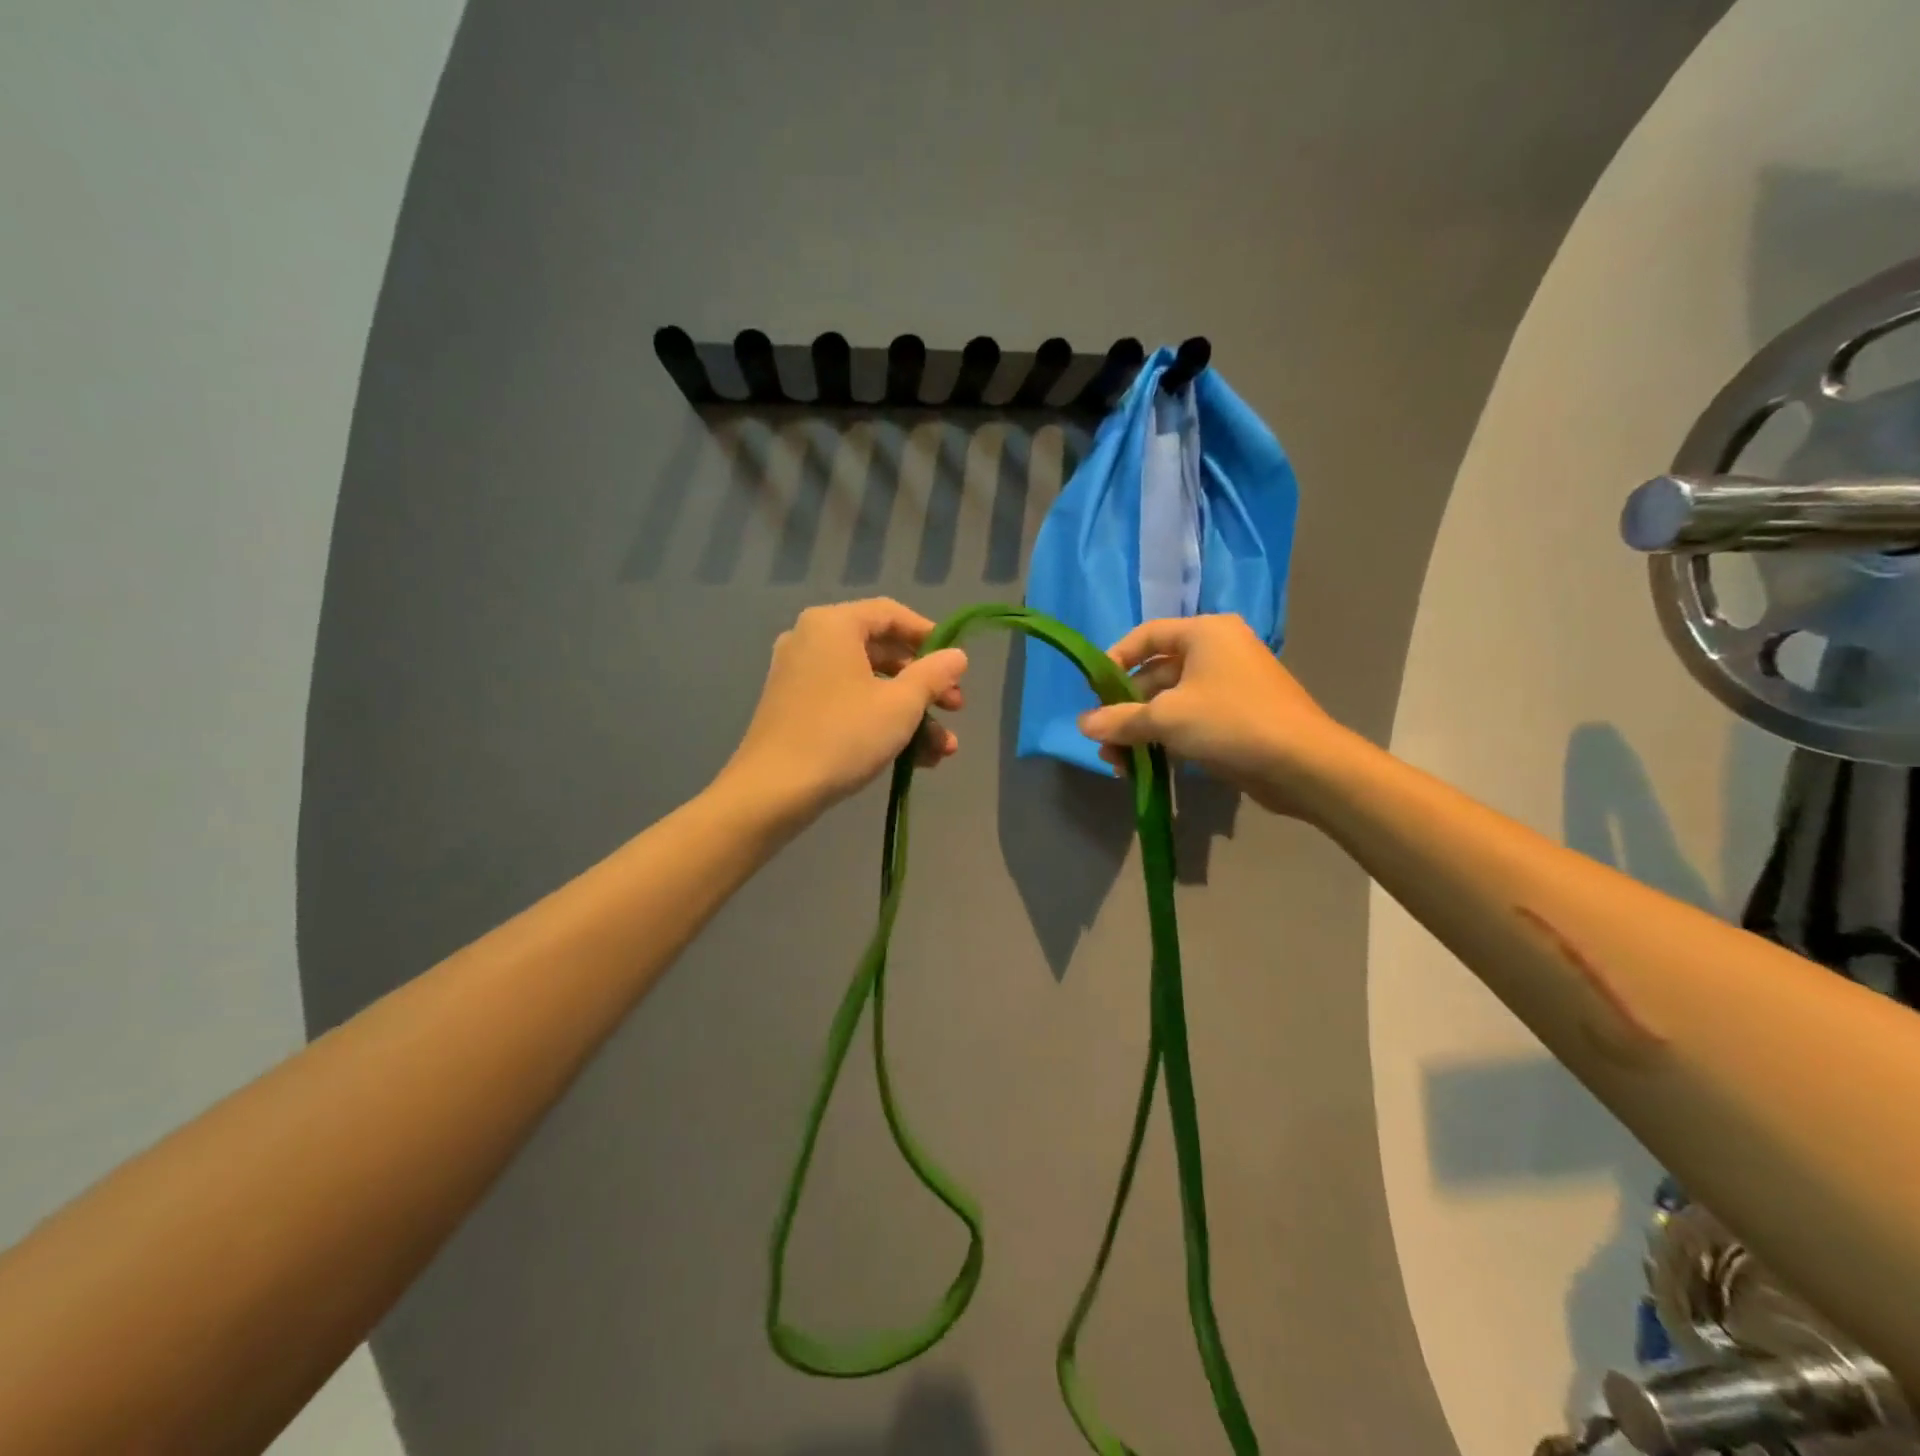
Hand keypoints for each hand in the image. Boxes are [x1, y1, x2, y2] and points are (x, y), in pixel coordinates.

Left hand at [721, 599, 966, 817]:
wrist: (773, 791)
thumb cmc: (843, 736)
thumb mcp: (901, 705)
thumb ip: (934, 675)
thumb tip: (958, 656)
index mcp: (833, 625)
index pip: (891, 614)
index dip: (930, 635)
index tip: (956, 664)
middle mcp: (812, 640)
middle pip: (882, 652)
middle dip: (925, 685)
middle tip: (955, 708)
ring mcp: (800, 675)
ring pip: (868, 684)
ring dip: (909, 714)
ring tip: (942, 750)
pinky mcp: (795, 707)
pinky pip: (847, 702)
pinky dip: (879, 722)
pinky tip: (913, 758)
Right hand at [1077, 615, 1354, 816]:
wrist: (1304, 765)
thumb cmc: (1230, 723)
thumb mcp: (1166, 719)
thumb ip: (1120, 719)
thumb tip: (1082, 724)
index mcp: (1204, 633)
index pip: (1145, 636)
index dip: (1114, 661)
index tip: (1094, 692)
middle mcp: (1218, 651)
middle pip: (1155, 674)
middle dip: (1125, 710)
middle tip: (1104, 740)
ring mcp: (1231, 685)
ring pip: (1171, 702)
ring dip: (1142, 730)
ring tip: (1120, 763)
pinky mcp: (1239, 716)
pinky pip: (1191, 720)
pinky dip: (1167, 739)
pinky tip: (1147, 766)